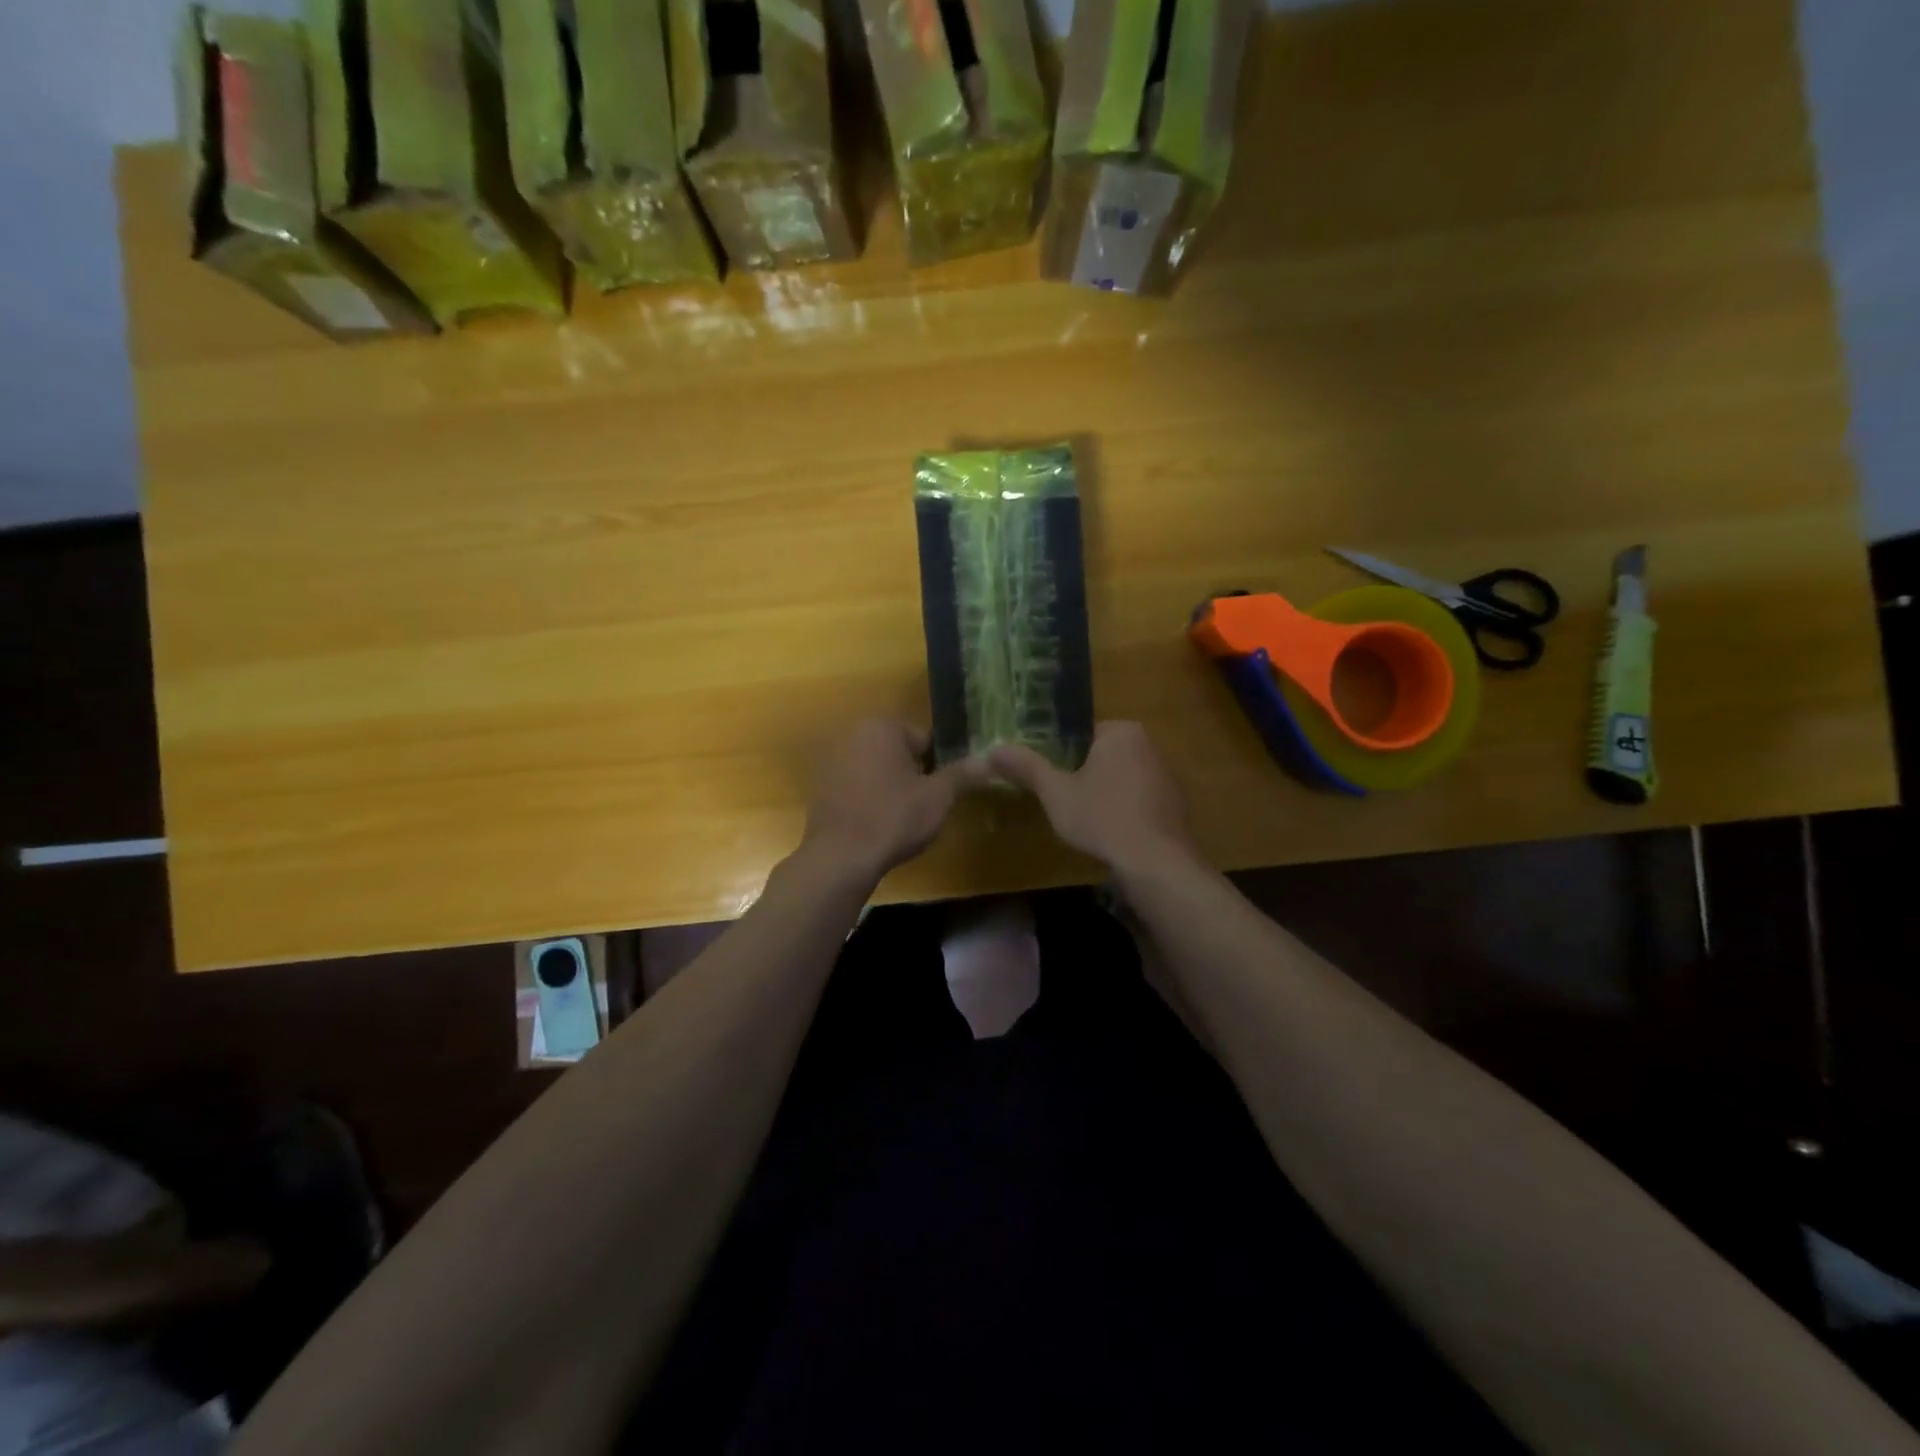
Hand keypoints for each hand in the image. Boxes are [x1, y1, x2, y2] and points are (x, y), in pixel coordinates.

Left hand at [801, 719, 986, 882]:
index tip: (943, 792)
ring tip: (902, 818)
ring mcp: (832, 760)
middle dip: (913, 774)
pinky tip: (877, 823)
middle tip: (925, 806)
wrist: (840, 857)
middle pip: (899, 752)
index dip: (939, 766)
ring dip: (891, 786)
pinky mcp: (820, 787)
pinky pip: (856, 786)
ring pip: (877, 769)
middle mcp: (853, 734)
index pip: (925, 740)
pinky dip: (869, 798)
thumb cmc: (894, 818)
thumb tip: (992, 759)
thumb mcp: (938, 797)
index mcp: (882, 727)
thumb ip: (963, 774)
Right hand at [989, 722, 1195, 876]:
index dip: (1060, 756)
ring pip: (1122, 778)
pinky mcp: (1175, 805)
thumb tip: (992, 750)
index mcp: (1122, 732)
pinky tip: (1112, 833)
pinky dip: (1125, 811)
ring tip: (1084, 820)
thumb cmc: (1101, 817)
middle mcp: (1150, 745)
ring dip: (1104, 793)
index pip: (1082, 734)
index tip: (1048, 778)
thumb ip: (1026, 767)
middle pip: (1102, 755)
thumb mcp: (1055, 792)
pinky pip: (1139, 800)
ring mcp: (1167, 775)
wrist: (1155, 863)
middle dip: (1083, 775)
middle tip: (1062, 800)